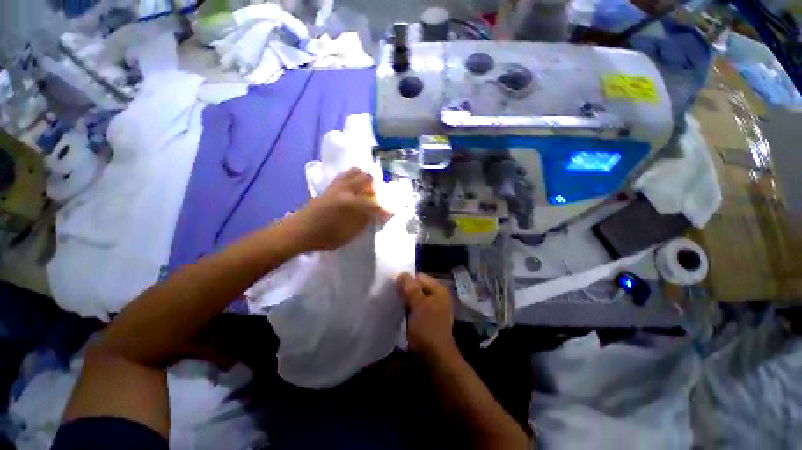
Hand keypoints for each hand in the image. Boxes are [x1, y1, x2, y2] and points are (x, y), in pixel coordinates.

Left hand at [288, 168, 386, 251]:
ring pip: (356, 172)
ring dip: (365, 179)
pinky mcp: (330, 186)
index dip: (385, 209)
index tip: (391, 214)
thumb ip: (365, 221)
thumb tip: (377, 213)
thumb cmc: (326, 236)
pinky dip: (354, 178)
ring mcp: (337, 185)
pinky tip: (354, 187)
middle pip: (367, 179)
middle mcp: (345, 189)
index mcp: (351, 203)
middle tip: (378, 199)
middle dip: (377, 188)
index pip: (375, 203)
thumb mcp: (349, 234)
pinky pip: (345, 175)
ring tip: (367, 191)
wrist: (300, 231)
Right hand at [397, 273, 456, 360]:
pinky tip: (399, 312)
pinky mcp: (428, 319)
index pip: (419, 277)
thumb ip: (410, 287)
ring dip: (405, 300)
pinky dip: (408, 309)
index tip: (392, 286)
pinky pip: (416, 308)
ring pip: (416, 298)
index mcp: (439, 290)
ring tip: (393, 303)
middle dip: (405, 290)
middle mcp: (438, 296)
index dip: (406, 280)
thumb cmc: (427, 328)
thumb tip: (401, 273)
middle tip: (391, 295)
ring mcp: (434, 308)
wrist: (435, 358)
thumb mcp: (418, 305)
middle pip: (418, 287)